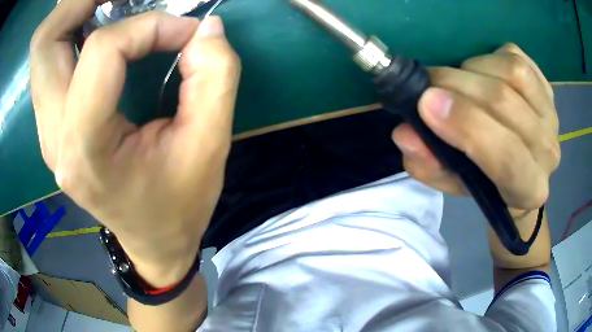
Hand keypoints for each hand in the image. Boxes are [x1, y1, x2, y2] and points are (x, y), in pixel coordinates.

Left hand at [30, 0, 240, 286]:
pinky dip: (71, 31)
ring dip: (74, 12)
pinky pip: (49, 60)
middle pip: (44, 41)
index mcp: (86, 150)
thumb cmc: (180, 204)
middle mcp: (54, 136)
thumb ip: (214, 77)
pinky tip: (100, 28)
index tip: (184, 33)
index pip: (101, 51)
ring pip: (42, 48)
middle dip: (81, 1)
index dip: (148, 26)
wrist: (153, 241)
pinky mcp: (52, 124)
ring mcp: (47, 130)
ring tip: (111, 4)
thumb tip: (206, 27)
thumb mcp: (210, 146)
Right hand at [392, 44, 559, 212]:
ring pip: (511, 72)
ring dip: (472, 70)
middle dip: (456, 85)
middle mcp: (548, 151)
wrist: (521, 169)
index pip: (507, 157)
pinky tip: (481, 72)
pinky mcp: (546, 86)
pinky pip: (515, 57)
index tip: (426, 104)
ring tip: (456, 82)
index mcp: (529, 187)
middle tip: (426, 85)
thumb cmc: (487, 183)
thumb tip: (406, 133)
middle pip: (505, 102)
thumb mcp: (453, 183)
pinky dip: (488, 57)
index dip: (467, 125)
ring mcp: (551, 113)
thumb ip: (429, 164)